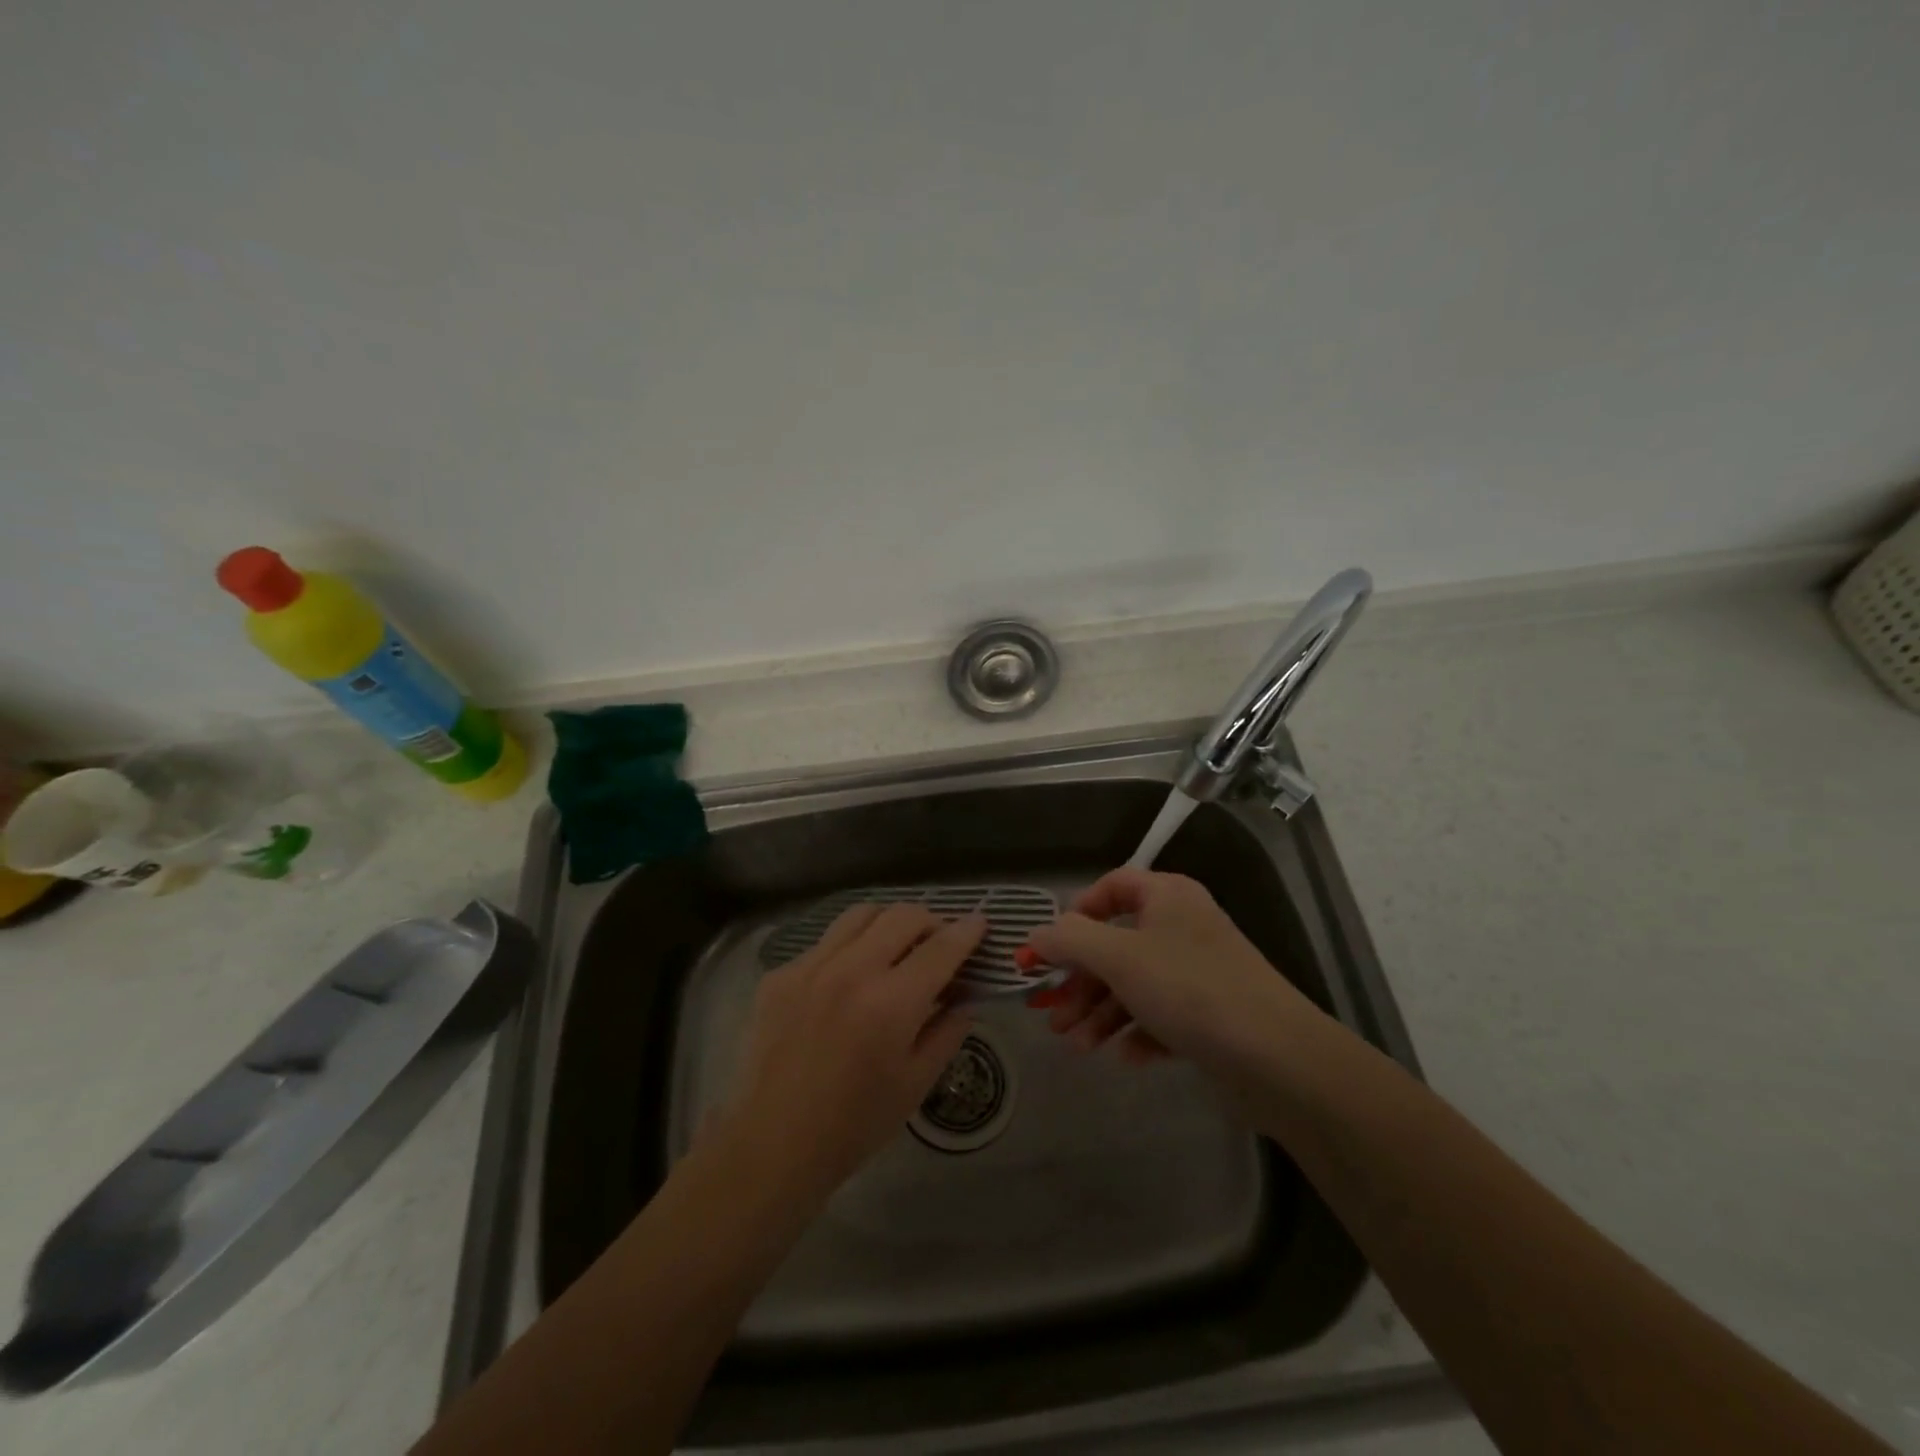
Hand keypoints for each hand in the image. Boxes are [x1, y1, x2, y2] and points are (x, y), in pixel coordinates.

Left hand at [721, 903, 983, 1201]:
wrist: (773, 1143)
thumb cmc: (855, 1123)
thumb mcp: (917, 1083)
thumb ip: (948, 1031)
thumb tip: (965, 996)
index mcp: (892, 1002)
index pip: (941, 947)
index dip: (967, 931)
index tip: (980, 923)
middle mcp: (852, 970)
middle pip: (902, 915)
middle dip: (931, 921)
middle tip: (939, 940)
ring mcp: (811, 966)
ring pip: (861, 914)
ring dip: (889, 922)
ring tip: (895, 944)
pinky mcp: (781, 974)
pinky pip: (825, 942)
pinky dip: (849, 947)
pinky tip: (849, 978)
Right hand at [1024, 868, 1320, 1071]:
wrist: (1278, 1058)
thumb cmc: (1190, 990)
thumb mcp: (1119, 958)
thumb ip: (1069, 940)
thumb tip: (1036, 936)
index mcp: (1167, 896)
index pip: (1112, 886)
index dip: (1076, 913)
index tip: (1051, 948)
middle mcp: (1183, 926)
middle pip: (1117, 944)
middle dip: (1080, 981)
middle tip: (1051, 1013)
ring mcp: (1199, 972)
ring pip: (1135, 985)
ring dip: (1100, 1013)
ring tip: (1077, 1047)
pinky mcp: (1212, 1015)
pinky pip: (1162, 1015)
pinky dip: (1138, 1032)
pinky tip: (1126, 1057)